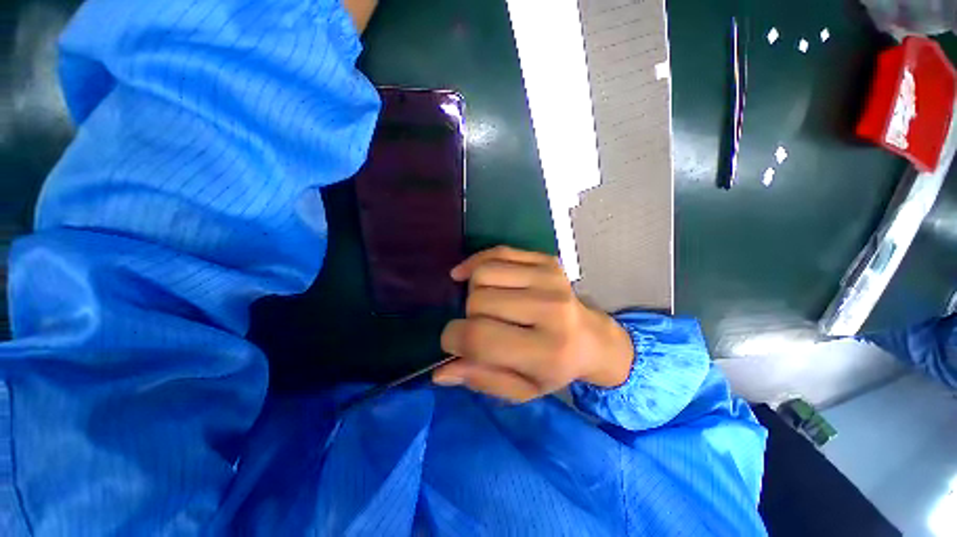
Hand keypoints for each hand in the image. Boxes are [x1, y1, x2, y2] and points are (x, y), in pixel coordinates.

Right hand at [433, 246, 633, 402]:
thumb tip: (441, 371)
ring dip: (474, 291)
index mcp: (545, 350)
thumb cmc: (555, 368)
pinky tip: (473, 276)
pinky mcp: (547, 261)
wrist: (591, 338)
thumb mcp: (522, 390)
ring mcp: (550, 279)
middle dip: (468, 317)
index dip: (453, 339)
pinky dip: (477, 263)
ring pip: (484, 274)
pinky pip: (497, 252)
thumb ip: (482, 380)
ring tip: (486, 304)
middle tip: (480, 326)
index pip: (479, 337)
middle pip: (478, 301)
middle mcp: (550, 309)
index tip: (453, 342)